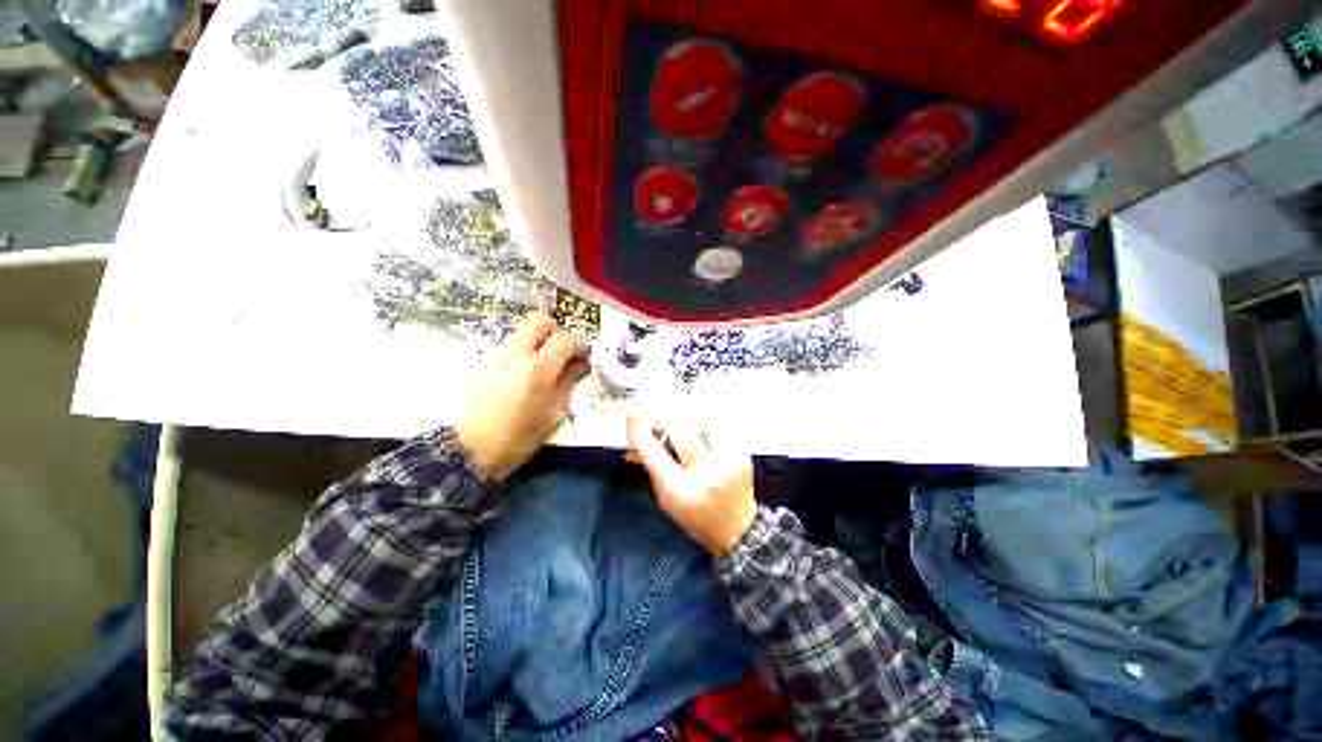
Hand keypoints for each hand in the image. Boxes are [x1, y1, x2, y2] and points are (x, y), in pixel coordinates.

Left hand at [456, 312, 590, 479]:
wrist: (472, 451)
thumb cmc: (520, 438)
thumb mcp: (554, 413)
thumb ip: (570, 381)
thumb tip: (582, 363)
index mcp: (535, 372)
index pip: (564, 340)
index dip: (579, 346)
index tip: (583, 357)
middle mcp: (512, 356)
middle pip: (538, 321)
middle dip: (556, 332)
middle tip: (562, 353)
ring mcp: (493, 356)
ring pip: (523, 333)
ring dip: (539, 344)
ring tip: (545, 369)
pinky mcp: (482, 362)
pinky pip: (510, 346)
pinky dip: (524, 354)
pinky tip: (525, 377)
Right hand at [626, 409, 756, 555]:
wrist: (737, 527)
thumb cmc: (695, 515)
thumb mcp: (666, 497)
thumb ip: (650, 467)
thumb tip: (633, 443)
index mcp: (681, 490)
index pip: (653, 451)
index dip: (639, 430)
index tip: (632, 416)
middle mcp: (706, 472)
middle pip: (678, 427)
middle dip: (661, 419)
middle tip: (654, 421)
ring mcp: (727, 459)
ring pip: (700, 419)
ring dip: (683, 418)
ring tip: (677, 426)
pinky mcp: (741, 451)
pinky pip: (717, 423)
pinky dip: (702, 422)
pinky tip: (697, 429)